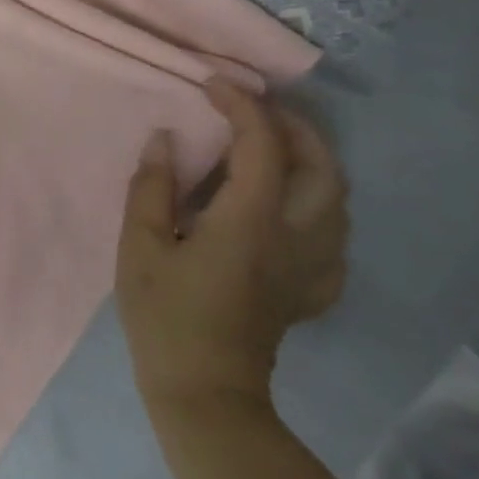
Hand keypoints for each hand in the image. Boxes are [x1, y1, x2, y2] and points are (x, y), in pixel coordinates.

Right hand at [116, 79, 348, 416]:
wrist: (205, 394)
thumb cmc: (165, 316)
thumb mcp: (140, 245)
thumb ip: (152, 186)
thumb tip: (165, 137)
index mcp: (250, 221)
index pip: (262, 144)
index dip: (241, 105)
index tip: (212, 84)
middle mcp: (295, 237)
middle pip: (322, 166)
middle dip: (294, 125)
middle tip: (255, 108)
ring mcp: (312, 267)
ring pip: (338, 199)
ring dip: (313, 160)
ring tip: (275, 146)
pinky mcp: (313, 291)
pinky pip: (335, 236)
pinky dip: (318, 205)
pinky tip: (289, 208)